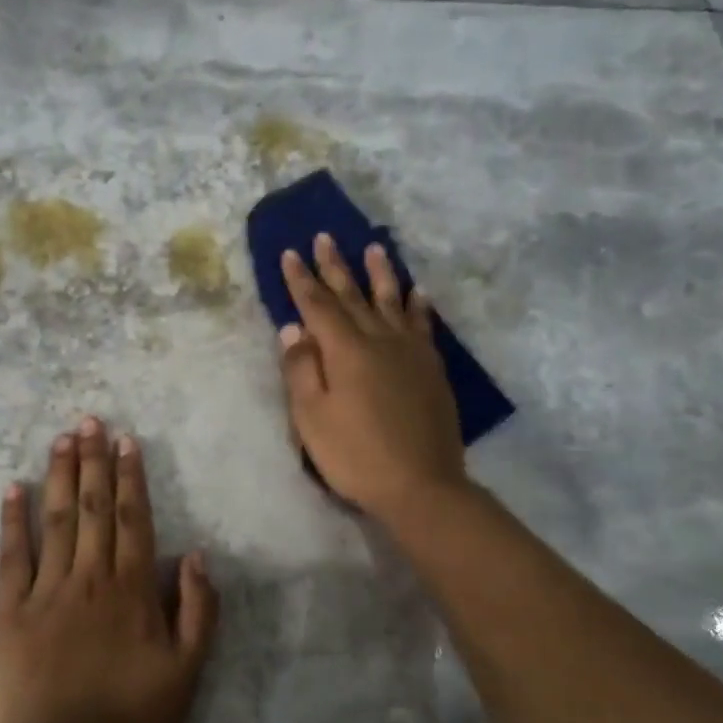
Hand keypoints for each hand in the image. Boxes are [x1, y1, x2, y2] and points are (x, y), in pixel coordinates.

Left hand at [0, 417, 218, 722]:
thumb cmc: (131, 721)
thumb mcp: (187, 673)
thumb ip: (198, 610)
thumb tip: (195, 554)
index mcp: (131, 590)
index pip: (132, 518)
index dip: (129, 477)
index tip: (126, 441)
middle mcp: (89, 578)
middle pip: (92, 508)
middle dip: (93, 461)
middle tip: (90, 420)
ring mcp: (45, 592)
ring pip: (56, 520)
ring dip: (60, 476)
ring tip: (61, 438)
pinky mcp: (8, 613)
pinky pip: (11, 557)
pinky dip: (13, 521)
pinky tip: (13, 489)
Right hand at [278, 234, 466, 523]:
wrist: (420, 485)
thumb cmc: (355, 455)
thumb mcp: (311, 417)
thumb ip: (301, 369)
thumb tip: (294, 328)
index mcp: (345, 350)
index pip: (318, 305)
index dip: (302, 279)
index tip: (291, 253)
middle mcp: (379, 340)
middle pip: (353, 295)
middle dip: (336, 266)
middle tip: (326, 237)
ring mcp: (410, 352)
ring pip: (392, 301)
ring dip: (381, 273)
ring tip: (376, 247)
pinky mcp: (431, 369)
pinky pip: (423, 326)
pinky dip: (418, 306)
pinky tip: (418, 293)